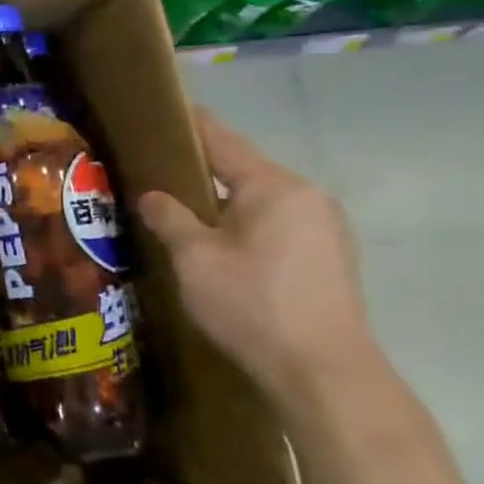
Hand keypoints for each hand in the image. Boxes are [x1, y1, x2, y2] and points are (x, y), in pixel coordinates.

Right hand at [137, 108, 379, 416]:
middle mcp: (308, 197)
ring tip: (182, 215)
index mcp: (275, 186)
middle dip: (200, 172)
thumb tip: (152, 195)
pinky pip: (278, 226)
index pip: (222, 139)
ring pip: (260, 202)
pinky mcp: (330, 260)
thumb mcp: (194, 257)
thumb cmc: (252, 304)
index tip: (162, 110)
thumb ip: (169, 217)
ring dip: (223, 205)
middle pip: (243, 171)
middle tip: (156, 176)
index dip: (189, 124)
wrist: (323, 374)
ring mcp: (326, 229)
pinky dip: (245, 227)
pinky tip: (221, 250)